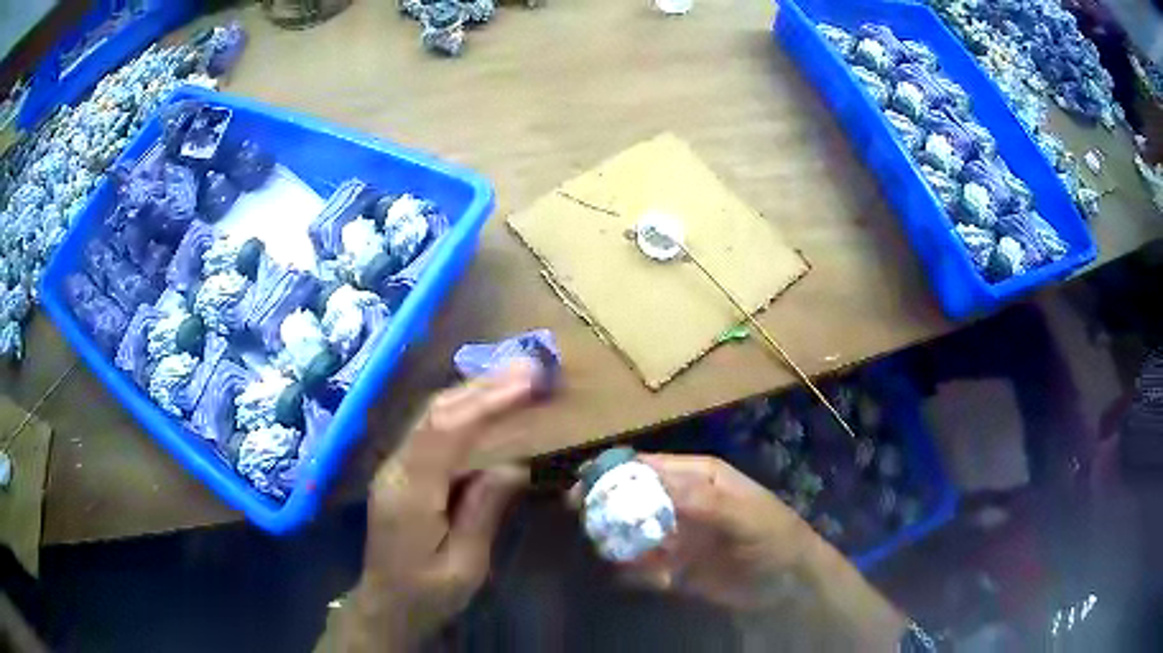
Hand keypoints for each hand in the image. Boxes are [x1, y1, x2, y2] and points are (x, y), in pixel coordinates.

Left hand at [341, 360, 541, 650]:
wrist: (385, 605)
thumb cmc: (427, 595)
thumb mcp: (465, 566)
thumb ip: (484, 512)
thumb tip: (514, 464)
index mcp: (410, 493)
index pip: (446, 432)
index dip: (486, 401)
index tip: (527, 382)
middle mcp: (396, 469)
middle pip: (436, 413)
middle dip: (483, 386)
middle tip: (529, 367)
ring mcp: (395, 467)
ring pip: (431, 416)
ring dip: (473, 392)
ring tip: (515, 377)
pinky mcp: (402, 472)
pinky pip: (432, 432)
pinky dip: (462, 411)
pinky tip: (485, 404)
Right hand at [583, 454, 905, 647]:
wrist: (788, 583)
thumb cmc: (772, 536)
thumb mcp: (743, 514)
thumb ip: (701, 499)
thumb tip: (650, 482)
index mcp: (697, 477)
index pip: (649, 465)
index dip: (615, 470)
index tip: (585, 481)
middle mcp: (680, 503)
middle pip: (632, 497)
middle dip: (605, 505)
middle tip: (579, 515)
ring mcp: (674, 536)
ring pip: (631, 532)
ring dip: (614, 540)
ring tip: (603, 550)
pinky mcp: (672, 568)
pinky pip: (641, 566)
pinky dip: (632, 571)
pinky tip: (633, 576)